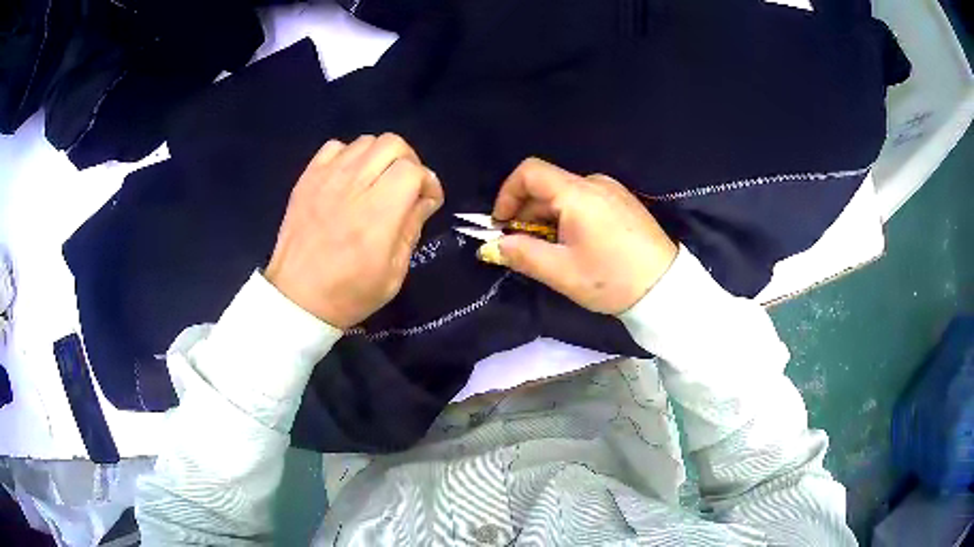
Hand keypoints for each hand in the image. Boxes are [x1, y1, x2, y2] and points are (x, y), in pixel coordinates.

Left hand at [265, 134, 443, 327]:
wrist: (297, 298)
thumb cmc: (349, 293)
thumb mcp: (394, 273)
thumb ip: (412, 228)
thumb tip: (425, 199)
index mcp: (377, 214)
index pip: (413, 170)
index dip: (428, 181)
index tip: (428, 201)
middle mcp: (353, 186)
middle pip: (392, 144)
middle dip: (409, 161)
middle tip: (406, 186)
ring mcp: (326, 178)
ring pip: (366, 141)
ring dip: (380, 157)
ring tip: (377, 181)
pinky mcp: (307, 178)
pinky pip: (335, 147)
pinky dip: (349, 156)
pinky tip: (348, 179)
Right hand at [485, 158, 676, 314]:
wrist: (666, 288)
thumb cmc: (612, 279)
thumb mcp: (561, 272)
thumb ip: (522, 254)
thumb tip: (492, 246)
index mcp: (578, 193)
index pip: (529, 172)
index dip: (507, 194)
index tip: (501, 224)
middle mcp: (595, 183)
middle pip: (547, 186)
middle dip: (526, 213)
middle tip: (521, 246)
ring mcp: (612, 191)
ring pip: (565, 195)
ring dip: (547, 218)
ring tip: (550, 251)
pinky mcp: (623, 202)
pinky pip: (585, 201)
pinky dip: (568, 217)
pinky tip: (575, 245)